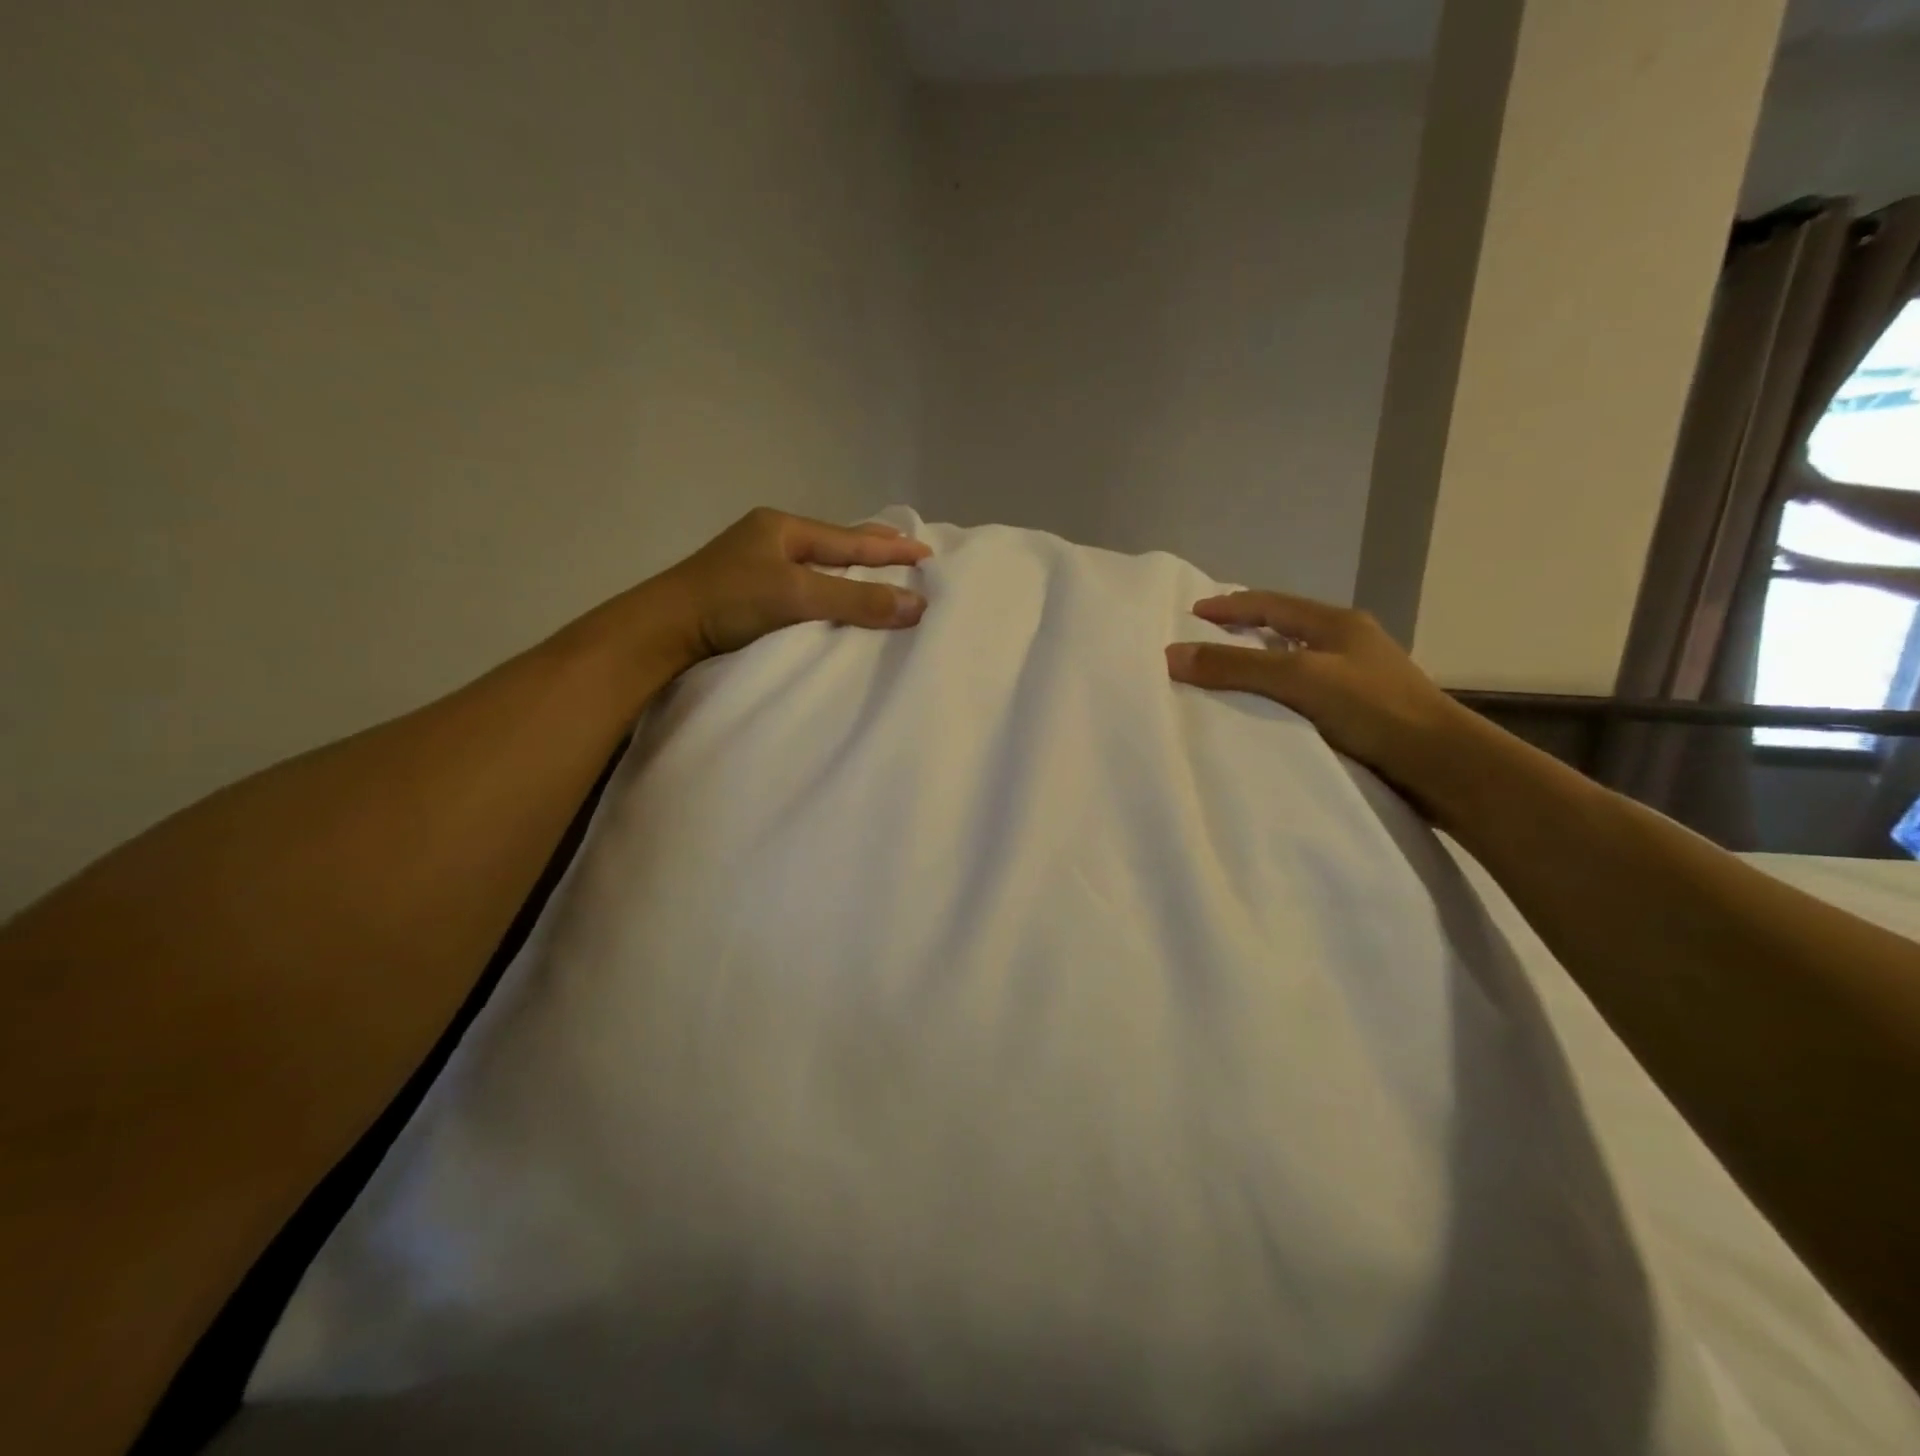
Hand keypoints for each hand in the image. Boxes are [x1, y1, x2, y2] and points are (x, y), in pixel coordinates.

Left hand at [654, 508, 930, 665]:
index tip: (928, 553)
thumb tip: (918, 605)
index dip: (891, 548)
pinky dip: (831, 591)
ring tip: (883, 579)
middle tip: (910, 555)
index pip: (851, 539)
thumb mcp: (797, 596)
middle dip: (875, 551)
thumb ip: (856, 600)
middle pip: (837, 546)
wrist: (663, 631)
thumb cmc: (730, 602)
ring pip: (820, 566)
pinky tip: (839, 601)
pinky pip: (805, 586)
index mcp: (783, 528)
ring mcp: (758, 565)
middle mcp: (772, 539)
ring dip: (853, 573)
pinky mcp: (750, 593)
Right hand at [1165, 591, 1479, 806]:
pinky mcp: (1359, 713)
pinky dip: (1275, 695)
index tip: (1192, 615)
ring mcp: (1357, 679)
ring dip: (1259, 665)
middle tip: (1203, 643)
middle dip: (1242, 631)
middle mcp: (1347, 644)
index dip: (1229, 606)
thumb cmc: (1373, 710)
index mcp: (1337, 624)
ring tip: (1223, 679)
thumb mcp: (1299, 680)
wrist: (1443, 767)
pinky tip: (1261, 714)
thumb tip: (1170, 654)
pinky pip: (1304, 693)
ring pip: (1294, 662)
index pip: (1271, 604)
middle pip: (1283, 629)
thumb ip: (1236, 667)